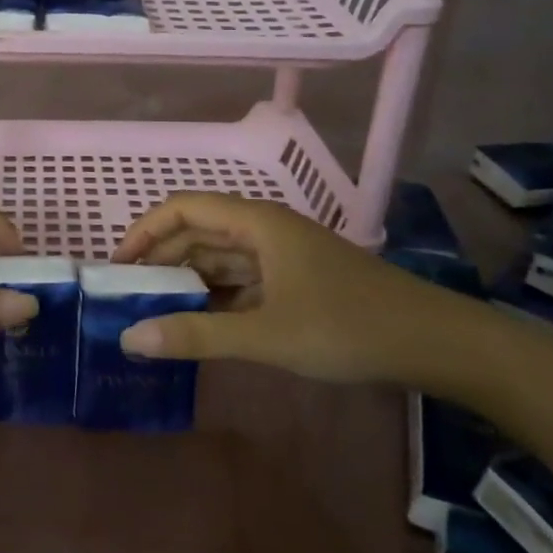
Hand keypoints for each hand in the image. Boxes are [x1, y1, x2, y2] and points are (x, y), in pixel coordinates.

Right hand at [108, 193, 459, 384]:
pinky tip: (202, 324)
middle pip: (199, 231)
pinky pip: (242, 279)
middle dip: (162, 260)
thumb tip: (130, 338)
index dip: (144, 232)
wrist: (435, 343)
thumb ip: (197, 335)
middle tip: (130, 298)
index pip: (182, 209)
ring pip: (221, 257)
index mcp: (255, 222)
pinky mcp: (296, 280)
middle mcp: (264, 229)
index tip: (117, 268)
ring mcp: (283, 254)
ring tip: (156, 313)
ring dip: (188, 280)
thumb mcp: (266, 335)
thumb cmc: (347, 327)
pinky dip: (217, 297)